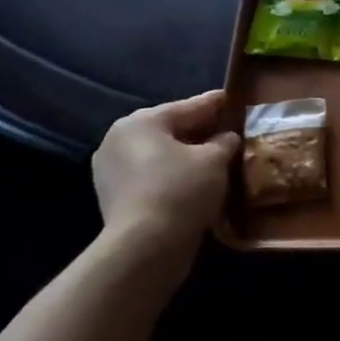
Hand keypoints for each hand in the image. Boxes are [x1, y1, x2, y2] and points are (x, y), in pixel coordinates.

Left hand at [92, 90, 239, 262]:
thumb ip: (223, 142)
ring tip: (212, 156)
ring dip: (184, 154)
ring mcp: (111, 170)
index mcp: (141, 123)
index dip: (212, 103)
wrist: (145, 244)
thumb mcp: (214, 160)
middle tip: (223, 126)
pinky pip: (151, 175)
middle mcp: (118, 140)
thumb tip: (226, 137)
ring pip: (158, 154)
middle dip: (197, 129)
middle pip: (168, 129)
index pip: (186, 107)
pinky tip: (193, 180)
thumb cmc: (182, 190)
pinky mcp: (114, 196)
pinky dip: (172, 174)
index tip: (228, 96)